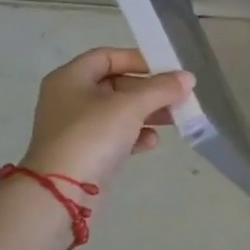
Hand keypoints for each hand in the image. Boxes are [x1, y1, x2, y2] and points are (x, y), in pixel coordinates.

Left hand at [19, 48, 194, 188]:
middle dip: (149, 90)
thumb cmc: (92, 135)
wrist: (60, 193)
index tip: (166, 70)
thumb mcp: (131, 105)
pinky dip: (134, 135)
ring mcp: (75, 127)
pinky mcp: (84, 152)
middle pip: (116, 84)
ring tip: (174, 119)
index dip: (138, 59)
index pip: (107, 57)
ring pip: (118, 111)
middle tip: (177, 96)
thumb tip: (188, 78)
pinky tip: (151, 142)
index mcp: (71, 78)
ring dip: (147, 113)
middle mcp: (69, 98)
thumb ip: (161, 88)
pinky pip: (114, 136)